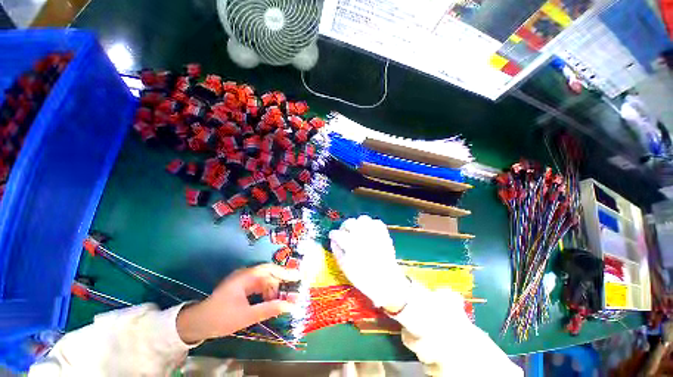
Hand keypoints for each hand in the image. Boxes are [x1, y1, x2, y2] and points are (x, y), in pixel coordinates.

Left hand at [176, 263, 298, 343]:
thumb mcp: (246, 316)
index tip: (298, 276)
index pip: (269, 270)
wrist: (197, 324)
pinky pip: (259, 286)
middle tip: (292, 293)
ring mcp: (243, 280)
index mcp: (245, 277)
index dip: (285, 272)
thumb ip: (269, 309)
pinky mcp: (242, 287)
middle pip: (269, 274)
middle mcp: (245, 275)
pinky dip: (266, 293)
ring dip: (273, 290)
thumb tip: (290, 306)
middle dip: (281, 283)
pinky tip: (269, 301)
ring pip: (265, 281)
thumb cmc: (220, 319)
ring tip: (279, 302)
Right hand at [329, 215, 410, 312]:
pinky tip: (369, 231)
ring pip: (363, 219)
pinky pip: (376, 222)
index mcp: (350, 243)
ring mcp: (374, 233)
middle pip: (349, 222)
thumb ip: (337, 251)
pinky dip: (371, 224)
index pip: (337, 233)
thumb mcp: (344, 267)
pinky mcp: (383, 233)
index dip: (333, 234)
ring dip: (357, 223)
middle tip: (344, 233)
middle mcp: (361, 234)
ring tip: (357, 230)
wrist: (386, 281)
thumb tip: (333, 240)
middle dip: (344, 227)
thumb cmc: (362, 277)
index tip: (332, 236)